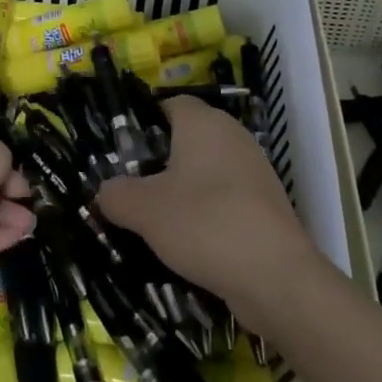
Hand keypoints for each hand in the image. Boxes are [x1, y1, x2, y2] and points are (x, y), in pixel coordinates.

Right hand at [94, 96, 319, 332]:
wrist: (275, 277)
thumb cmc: (204, 224)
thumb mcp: (143, 209)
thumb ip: (115, 194)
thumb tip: (106, 192)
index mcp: (203, 122)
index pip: (169, 104)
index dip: (143, 124)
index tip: (122, 155)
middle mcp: (232, 135)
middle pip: (187, 138)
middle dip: (159, 162)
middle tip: (132, 190)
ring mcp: (254, 170)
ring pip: (206, 170)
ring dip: (182, 191)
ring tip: (155, 222)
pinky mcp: (266, 204)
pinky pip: (225, 197)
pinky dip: (206, 213)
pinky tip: (189, 242)